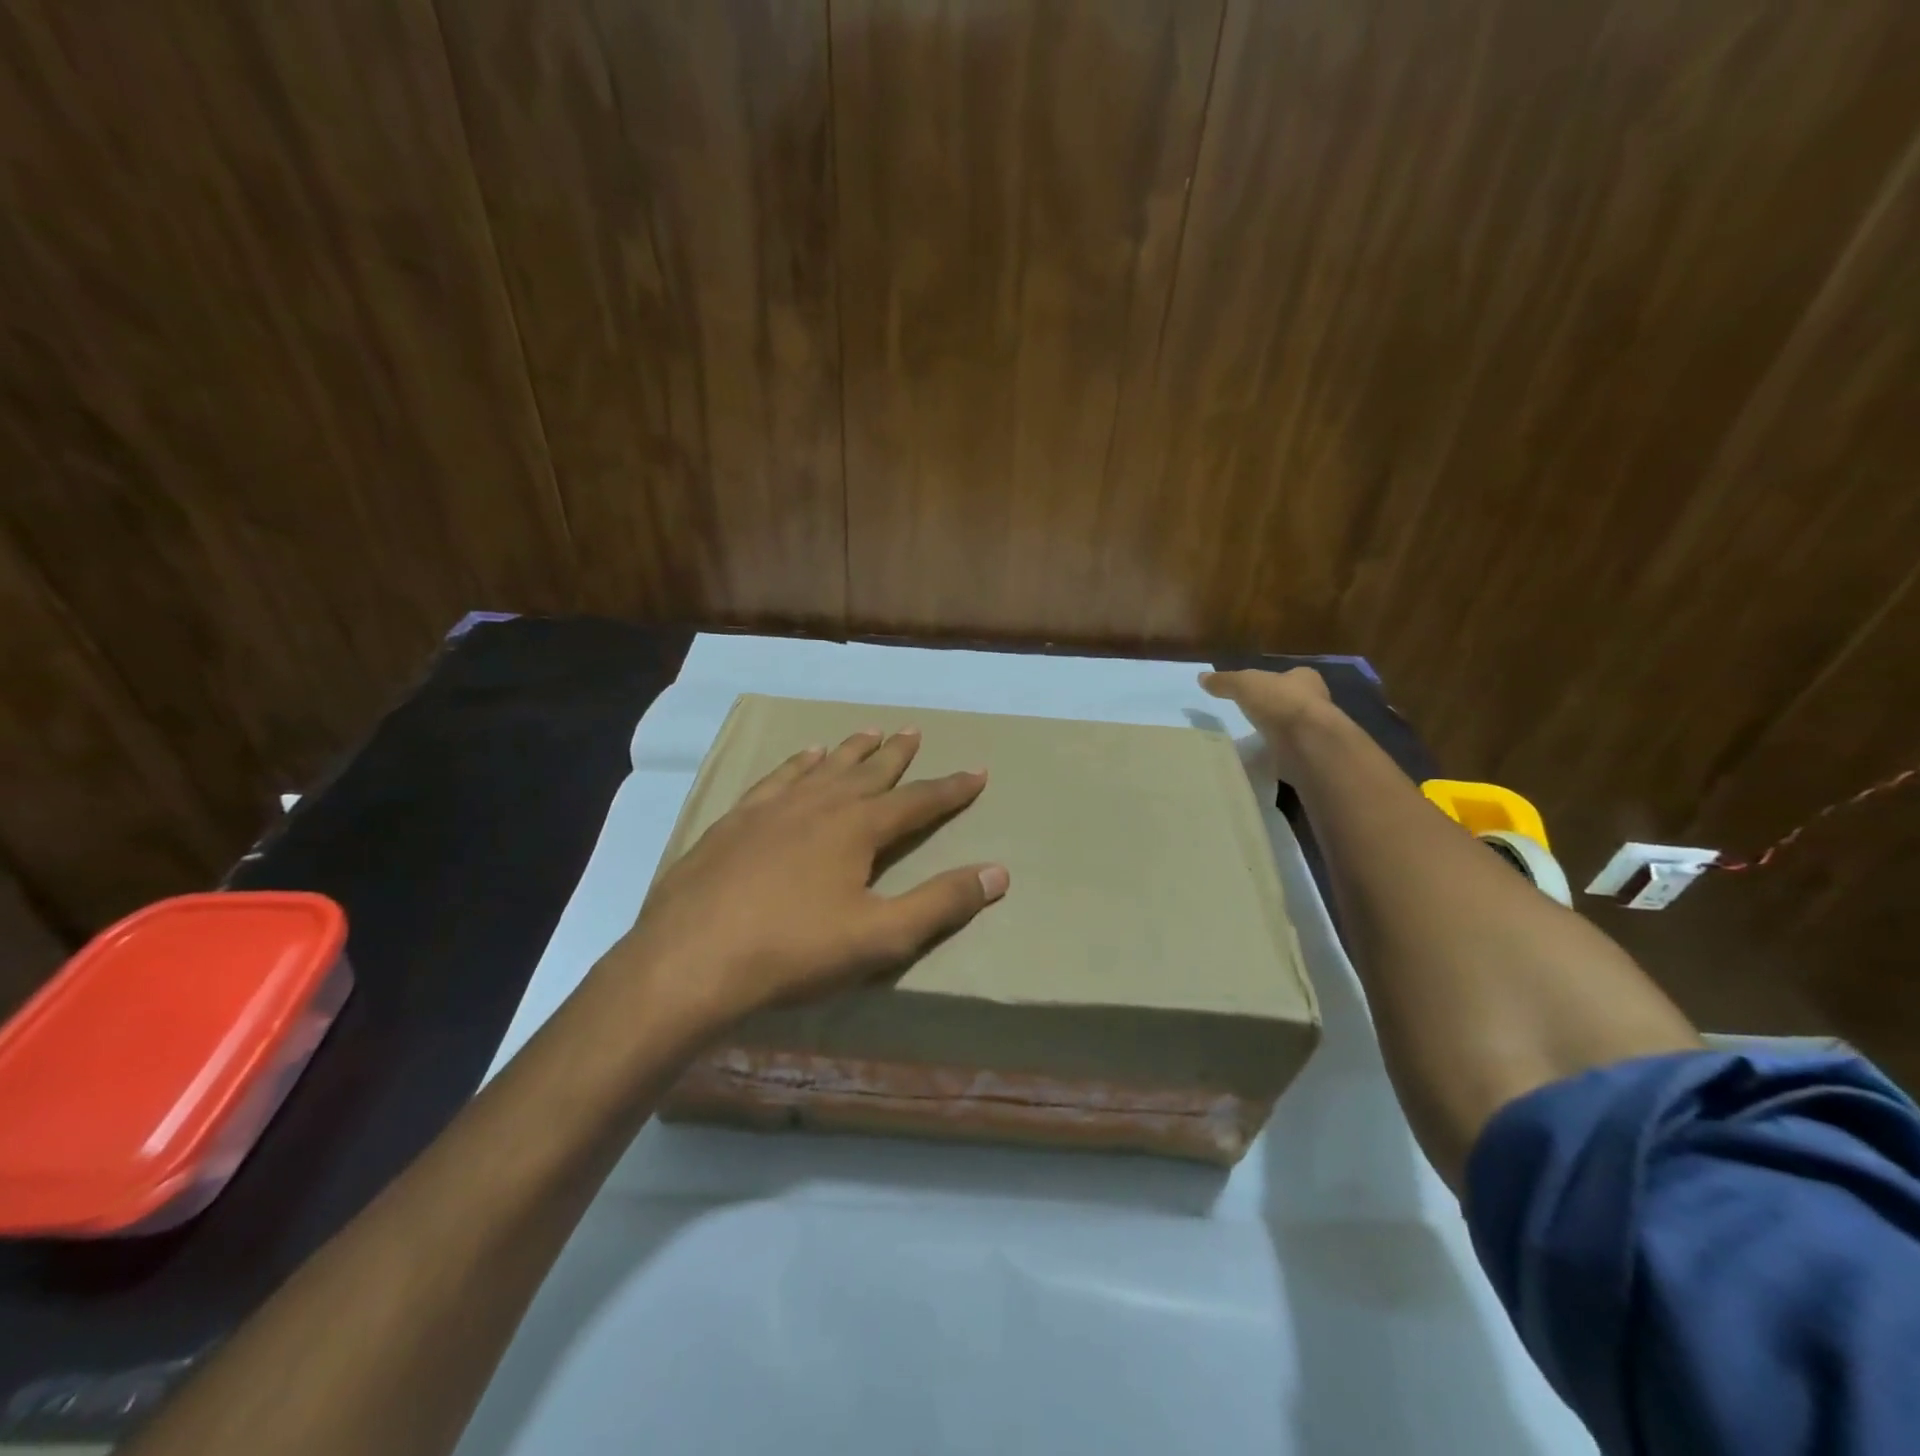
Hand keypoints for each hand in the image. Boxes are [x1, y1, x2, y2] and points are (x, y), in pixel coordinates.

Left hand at [611, 728, 1008, 1030]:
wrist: (689, 960)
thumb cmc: (793, 951)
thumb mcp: (880, 937)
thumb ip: (941, 903)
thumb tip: (998, 872)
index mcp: (857, 828)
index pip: (918, 801)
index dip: (951, 788)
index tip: (977, 771)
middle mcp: (819, 804)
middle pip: (869, 771)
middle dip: (897, 754)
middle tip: (913, 730)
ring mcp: (772, 808)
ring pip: (823, 767)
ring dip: (850, 750)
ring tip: (868, 732)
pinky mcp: (735, 821)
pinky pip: (777, 778)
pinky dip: (798, 763)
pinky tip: (803, 756)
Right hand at [1199, 667, 1336, 779]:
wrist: (1309, 743)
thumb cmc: (1280, 703)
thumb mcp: (1244, 685)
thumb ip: (1225, 681)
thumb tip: (1202, 677)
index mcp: (1305, 679)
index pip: (1292, 676)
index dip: (1275, 681)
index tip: (1257, 691)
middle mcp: (1317, 703)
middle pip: (1293, 703)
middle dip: (1275, 709)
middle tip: (1252, 716)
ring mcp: (1316, 732)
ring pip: (1293, 730)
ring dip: (1276, 734)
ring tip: (1251, 740)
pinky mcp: (1312, 757)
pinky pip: (1290, 754)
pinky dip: (1277, 756)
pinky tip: (1260, 760)